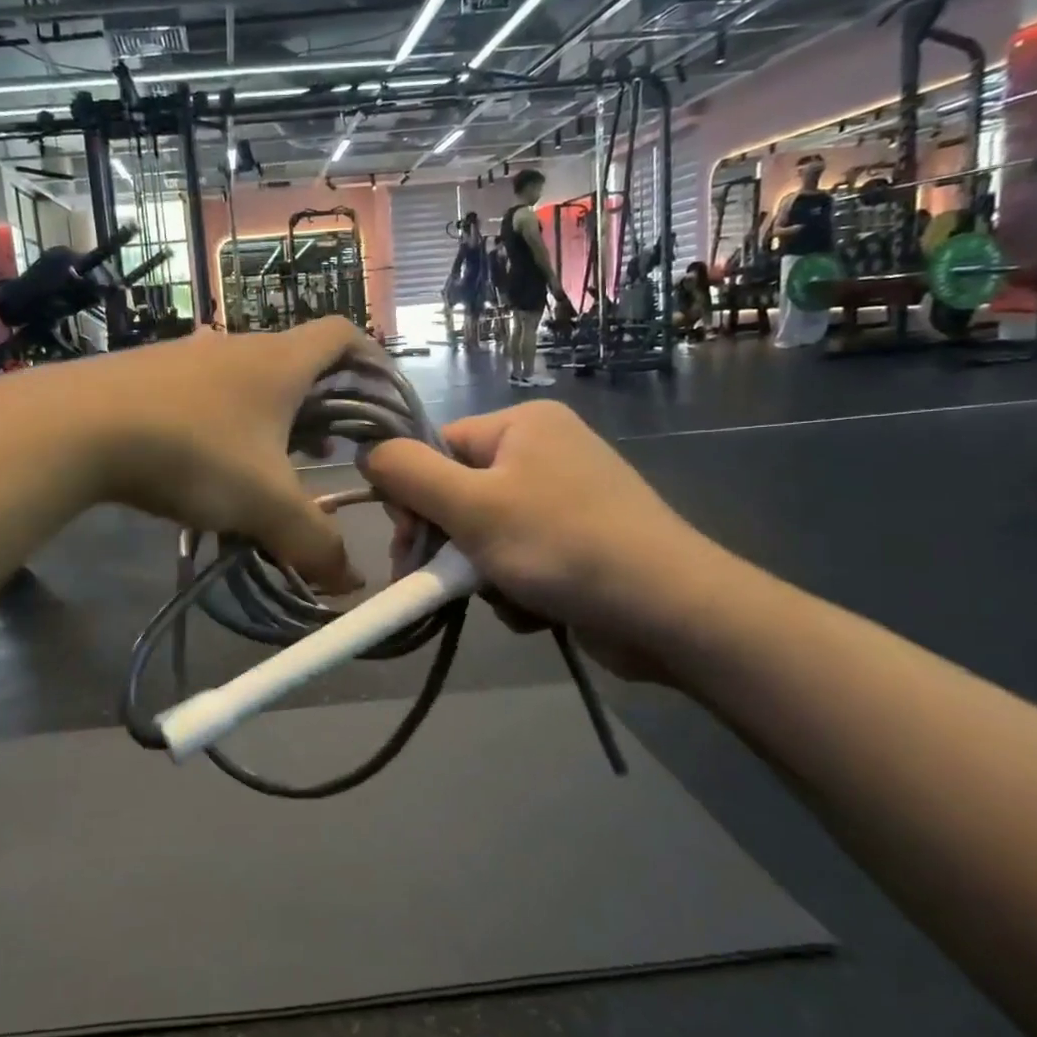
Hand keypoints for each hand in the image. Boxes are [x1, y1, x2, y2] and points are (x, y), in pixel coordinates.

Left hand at [81, 319, 377, 592]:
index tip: (382, 400)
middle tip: (331, 449)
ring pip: (248, 379)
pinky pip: (205, 392)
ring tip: (275, 462)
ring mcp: (187, 356)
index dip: (373, 361)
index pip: (343, 334)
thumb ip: (314, 544)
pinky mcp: (147, 375)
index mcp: (279, 361)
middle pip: (298, 360)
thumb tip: (350, 583)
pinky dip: (225, 421)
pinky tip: (209, 463)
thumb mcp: (264, 504)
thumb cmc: (192, 451)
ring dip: (272, 416)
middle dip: (323, 404)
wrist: (75, 427)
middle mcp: (237, 346)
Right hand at [361, 402, 723, 681]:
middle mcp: (545, 451)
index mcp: (522, 425)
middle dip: (451, 545)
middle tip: (445, 583)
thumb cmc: (561, 544)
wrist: (670, 611)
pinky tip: (538, 608)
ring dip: (484, 574)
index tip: (408, 544)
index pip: (438, 448)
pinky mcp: (581, 541)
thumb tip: (366, 451)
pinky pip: (521, 558)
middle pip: (461, 495)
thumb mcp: (471, 506)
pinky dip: (517, 586)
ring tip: (511, 598)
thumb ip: (408, 474)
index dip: (414, 497)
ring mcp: (567, 498)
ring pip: (488, 535)